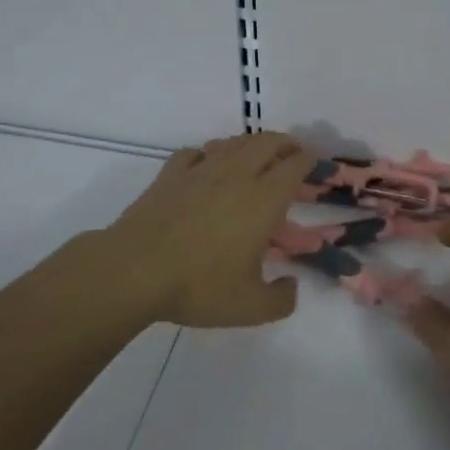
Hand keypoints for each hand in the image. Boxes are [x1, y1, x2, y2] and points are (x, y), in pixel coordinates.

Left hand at [103, 133, 314, 327]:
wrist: (134, 269)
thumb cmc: (199, 285)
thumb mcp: (250, 307)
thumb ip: (280, 299)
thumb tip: (291, 286)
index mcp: (263, 200)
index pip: (294, 166)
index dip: (309, 160)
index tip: (315, 162)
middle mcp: (236, 176)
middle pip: (267, 142)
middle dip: (285, 143)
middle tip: (292, 153)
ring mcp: (200, 171)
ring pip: (233, 143)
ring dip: (250, 144)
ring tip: (255, 155)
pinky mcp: (170, 175)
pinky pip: (194, 153)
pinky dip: (207, 154)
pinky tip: (205, 165)